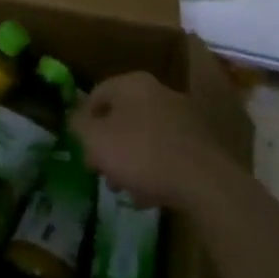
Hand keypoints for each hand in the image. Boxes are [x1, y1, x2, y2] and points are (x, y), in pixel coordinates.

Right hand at [70, 71, 228, 211]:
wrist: (204, 182)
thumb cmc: (140, 153)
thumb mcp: (95, 140)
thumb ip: (78, 125)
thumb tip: (74, 119)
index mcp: (132, 84)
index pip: (96, 94)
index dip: (82, 121)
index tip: (80, 148)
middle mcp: (160, 92)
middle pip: (122, 116)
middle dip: (108, 144)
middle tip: (100, 170)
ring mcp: (184, 117)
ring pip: (144, 136)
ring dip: (130, 159)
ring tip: (123, 187)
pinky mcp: (201, 143)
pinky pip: (167, 152)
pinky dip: (155, 169)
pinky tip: (149, 193)